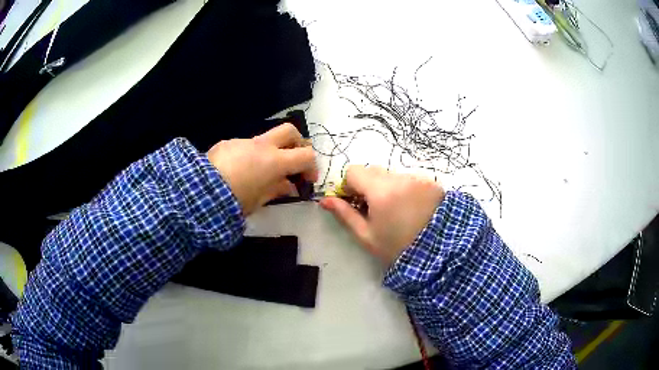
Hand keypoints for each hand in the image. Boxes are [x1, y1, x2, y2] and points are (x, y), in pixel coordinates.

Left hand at [208, 123, 317, 214]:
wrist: (199, 190)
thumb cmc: (234, 200)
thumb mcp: (259, 200)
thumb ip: (277, 190)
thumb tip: (288, 186)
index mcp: (274, 161)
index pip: (306, 155)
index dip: (311, 167)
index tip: (307, 181)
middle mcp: (262, 146)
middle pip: (289, 131)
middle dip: (297, 144)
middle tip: (293, 161)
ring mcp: (244, 142)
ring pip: (265, 139)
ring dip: (271, 152)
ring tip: (261, 174)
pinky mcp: (228, 143)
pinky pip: (246, 146)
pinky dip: (250, 156)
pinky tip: (239, 172)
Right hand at [320, 166, 444, 265]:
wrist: (439, 254)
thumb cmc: (397, 248)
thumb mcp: (367, 236)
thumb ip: (344, 214)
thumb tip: (324, 200)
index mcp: (381, 191)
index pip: (354, 171)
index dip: (349, 185)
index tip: (355, 202)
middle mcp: (400, 177)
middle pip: (373, 171)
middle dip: (368, 186)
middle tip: (375, 209)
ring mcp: (418, 178)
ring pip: (391, 175)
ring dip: (387, 187)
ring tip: (397, 211)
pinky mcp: (431, 182)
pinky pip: (409, 179)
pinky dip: (404, 189)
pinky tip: (412, 208)